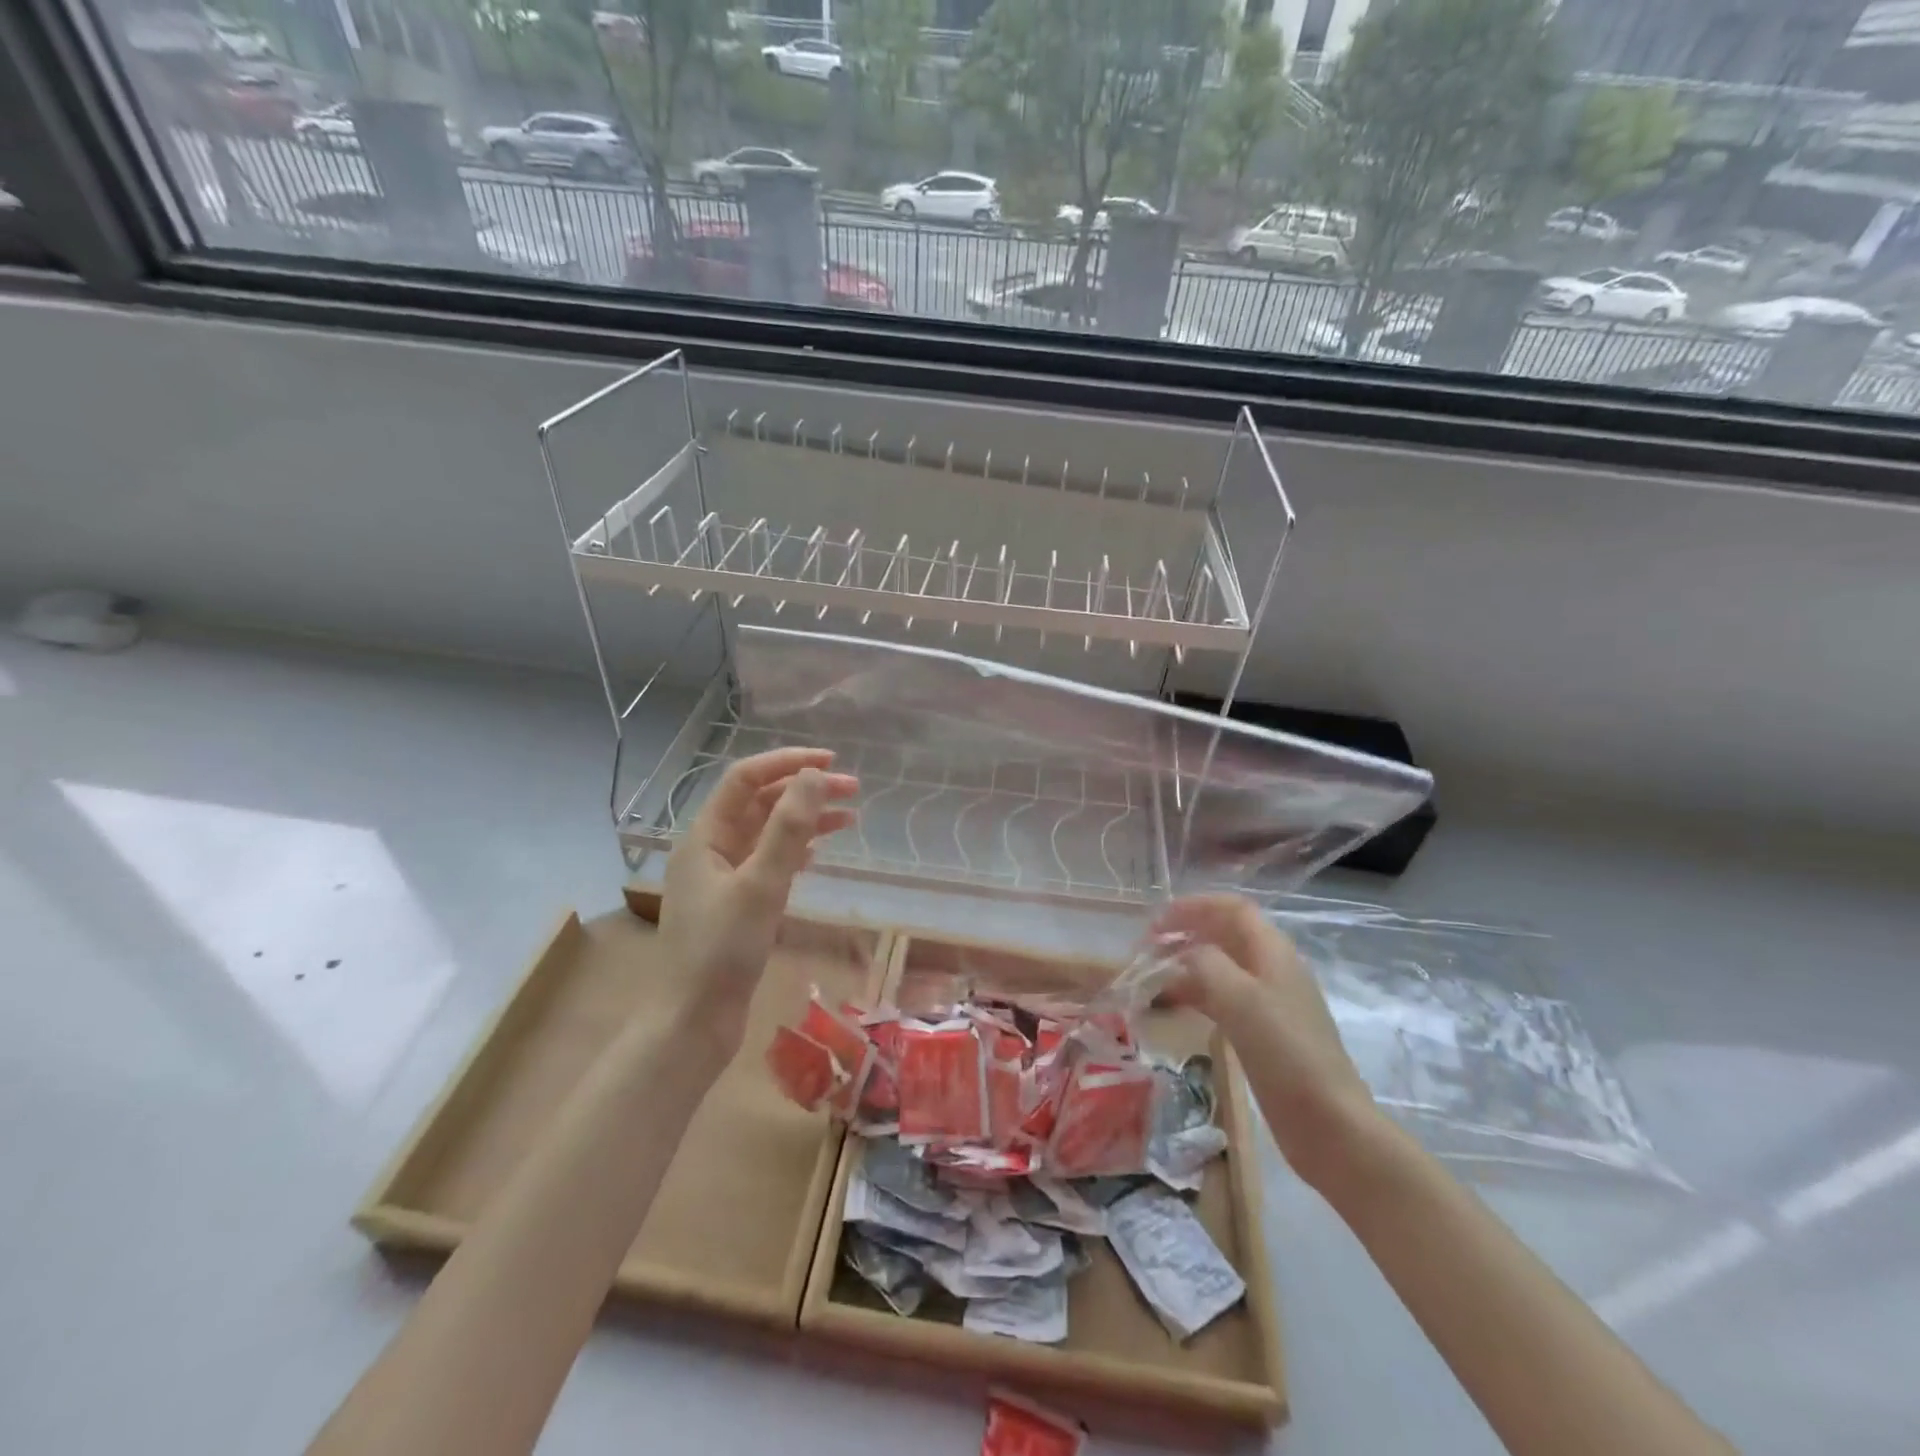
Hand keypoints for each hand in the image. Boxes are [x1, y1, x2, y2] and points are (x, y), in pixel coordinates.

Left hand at [661, 748, 857, 1053]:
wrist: (693, 1022)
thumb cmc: (722, 951)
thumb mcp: (760, 885)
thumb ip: (789, 829)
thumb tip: (814, 776)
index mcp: (705, 836)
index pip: (746, 779)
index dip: (787, 763)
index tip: (831, 763)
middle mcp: (711, 849)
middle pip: (760, 803)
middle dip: (804, 791)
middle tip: (853, 790)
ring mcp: (723, 878)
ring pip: (768, 833)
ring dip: (806, 820)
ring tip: (850, 818)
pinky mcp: (736, 904)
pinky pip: (769, 862)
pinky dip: (796, 850)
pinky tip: (819, 853)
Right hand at [1153, 893, 1378, 1187]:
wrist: (1330, 1126)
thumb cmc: (1286, 1054)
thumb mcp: (1240, 999)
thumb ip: (1206, 964)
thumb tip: (1183, 954)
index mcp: (1273, 952)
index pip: (1232, 908)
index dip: (1194, 906)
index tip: (1156, 922)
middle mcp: (1273, 969)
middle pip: (1225, 935)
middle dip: (1186, 933)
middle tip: (1148, 950)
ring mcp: (1270, 1003)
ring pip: (1222, 968)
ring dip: (1187, 965)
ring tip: (1153, 978)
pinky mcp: (1264, 1034)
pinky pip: (1224, 999)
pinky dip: (1197, 994)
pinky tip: (1175, 1008)